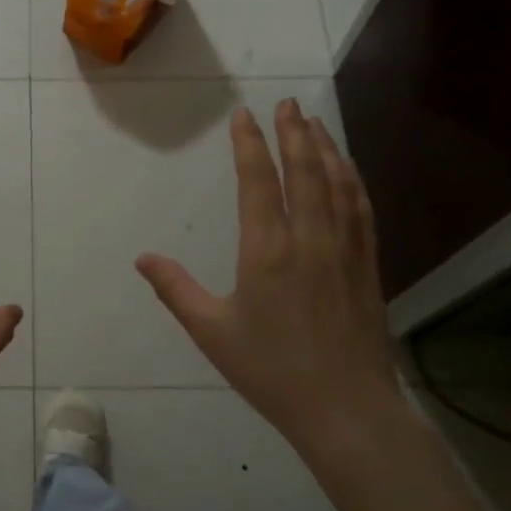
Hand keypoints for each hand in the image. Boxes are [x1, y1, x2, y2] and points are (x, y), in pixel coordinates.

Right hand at [135, 100, 405, 454]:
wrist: (345, 408)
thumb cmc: (271, 370)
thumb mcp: (212, 331)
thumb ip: (175, 289)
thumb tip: (142, 258)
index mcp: (268, 250)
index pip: (259, 181)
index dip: (250, 144)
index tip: (244, 116)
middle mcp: (310, 238)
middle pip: (305, 170)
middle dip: (294, 132)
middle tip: (287, 103)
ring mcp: (345, 249)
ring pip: (337, 183)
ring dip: (325, 148)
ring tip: (314, 124)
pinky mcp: (368, 265)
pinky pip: (361, 209)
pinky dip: (352, 180)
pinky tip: (348, 171)